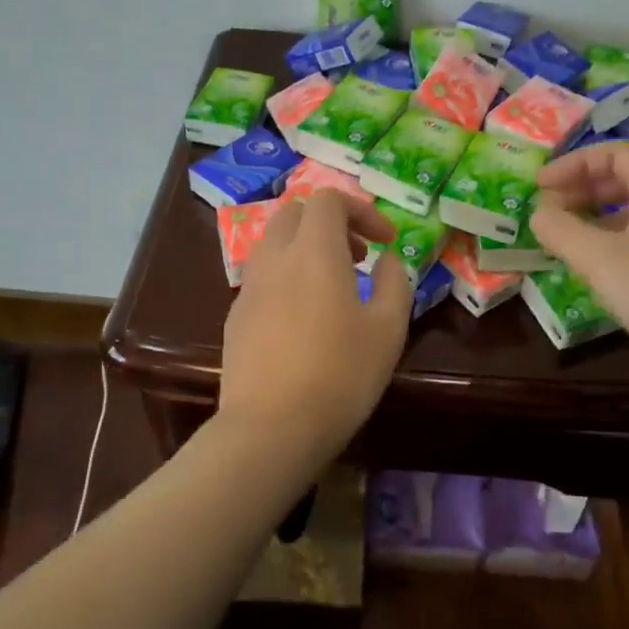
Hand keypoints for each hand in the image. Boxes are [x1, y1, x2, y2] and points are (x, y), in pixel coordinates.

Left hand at [219, 189, 413, 456]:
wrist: (270, 428)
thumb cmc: (340, 375)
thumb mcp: (388, 330)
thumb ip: (394, 282)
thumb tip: (387, 259)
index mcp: (313, 251)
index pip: (328, 199)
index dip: (360, 210)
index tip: (384, 241)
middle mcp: (275, 258)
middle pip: (295, 213)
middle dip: (330, 223)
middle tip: (358, 257)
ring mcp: (249, 287)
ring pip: (274, 242)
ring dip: (305, 248)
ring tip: (333, 286)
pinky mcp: (235, 316)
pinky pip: (262, 275)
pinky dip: (287, 275)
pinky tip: (304, 318)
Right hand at [530, 142, 628, 388]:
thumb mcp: (600, 260)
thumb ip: (561, 230)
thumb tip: (538, 213)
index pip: (613, 152)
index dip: (572, 163)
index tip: (539, 186)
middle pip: (623, 178)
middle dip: (580, 189)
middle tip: (545, 212)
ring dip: (593, 217)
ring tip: (562, 239)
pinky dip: (611, 241)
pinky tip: (593, 268)